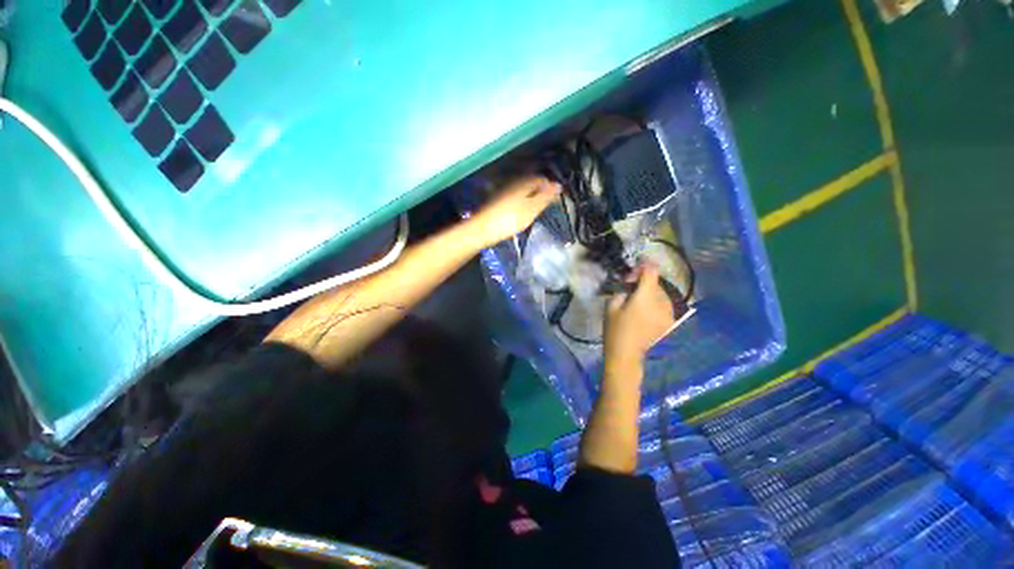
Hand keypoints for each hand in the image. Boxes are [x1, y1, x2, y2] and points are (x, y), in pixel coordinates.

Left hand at [470, 175, 561, 246]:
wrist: (482, 229)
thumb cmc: (509, 220)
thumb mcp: (531, 209)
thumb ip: (545, 197)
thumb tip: (558, 185)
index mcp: (523, 183)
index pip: (542, 179)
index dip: (551, 187)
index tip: (556, 199)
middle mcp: (514, 183)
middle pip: (532, 183)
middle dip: (541, 192)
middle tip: (547, 205)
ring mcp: (504, 191)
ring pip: (523, 190)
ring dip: (532, 197)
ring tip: (537, 210)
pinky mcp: (498, 201)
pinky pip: (516, 197)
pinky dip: (522, 202)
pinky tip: (522, 212)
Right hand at [604, 264, 676, 365]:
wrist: (626, 354)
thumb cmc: (615, 329)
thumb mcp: (611, 305)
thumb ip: (623, 288)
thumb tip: (632, 280)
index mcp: (645, 297)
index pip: (651, 271)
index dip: (644, 266)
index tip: (634, 269)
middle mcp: (661, 302)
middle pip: (656, 282)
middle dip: (645, 281)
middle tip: (630, 288)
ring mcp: (669, 313)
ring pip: (662, 293)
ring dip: (651, 291)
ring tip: (638, 300)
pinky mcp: (670, 321)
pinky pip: (665, 304)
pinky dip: (656, 302)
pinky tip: (646, 310)